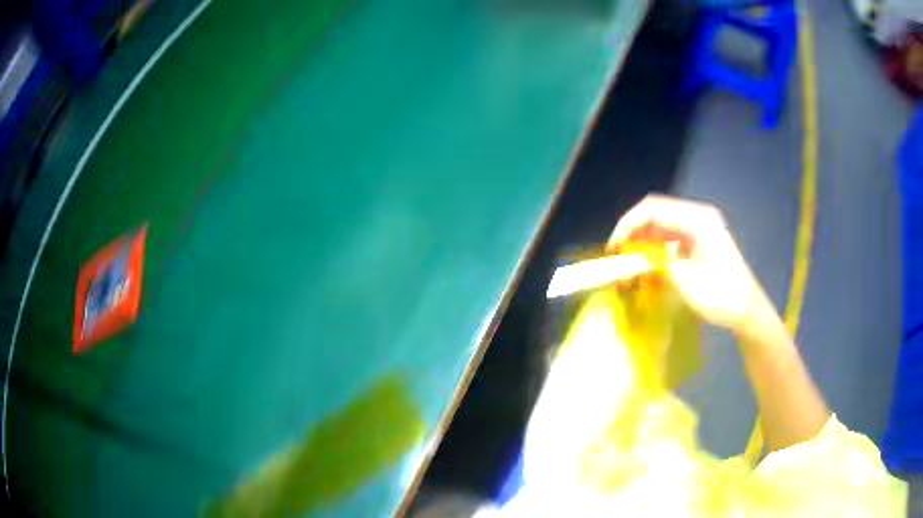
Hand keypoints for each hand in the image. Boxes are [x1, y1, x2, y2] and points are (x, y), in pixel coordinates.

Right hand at [608, 195, 778, 339]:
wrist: (747, 311)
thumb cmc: (721, 295)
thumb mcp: (686, 280)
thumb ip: (656, 262)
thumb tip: (629, 255)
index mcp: (697, 219)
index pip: (653, 209)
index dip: (628, 225)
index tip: (614, 248)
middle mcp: (697, 217)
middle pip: (655, 214)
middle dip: (633, 234)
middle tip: (618, 257)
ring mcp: (698, 229)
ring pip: (660, 227)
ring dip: (643, 244)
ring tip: (629, 266)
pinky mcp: (698, 243)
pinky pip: (669, 239)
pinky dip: (655, 252)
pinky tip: (647, 270)